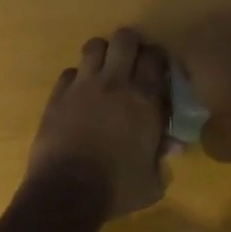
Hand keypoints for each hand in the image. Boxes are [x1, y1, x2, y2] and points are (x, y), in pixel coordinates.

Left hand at [23, 28, 171, 220]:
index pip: (155, 58)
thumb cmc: (116, 188)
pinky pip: (69, 72)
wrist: (66, 192)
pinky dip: (77, 77)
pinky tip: (79, 92)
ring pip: (94, 46)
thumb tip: (172, 145)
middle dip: (131, 43)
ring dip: (102, 53)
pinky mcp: (58, 95)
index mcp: (143, 99)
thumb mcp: (151, 182)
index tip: (158, 67)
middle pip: (124, 39)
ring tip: (104, 68)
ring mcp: (83, 85)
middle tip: (132, 58)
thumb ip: (162, 158)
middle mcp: (114, 82)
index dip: (157, 57)